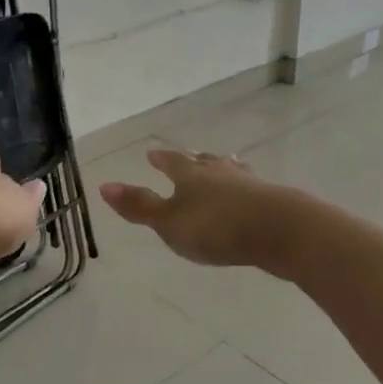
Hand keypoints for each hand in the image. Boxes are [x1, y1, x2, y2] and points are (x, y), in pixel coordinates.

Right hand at [99, 149, 295, 268]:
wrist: (279, 229)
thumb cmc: (216, 227)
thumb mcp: (169, 222)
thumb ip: (140, 206)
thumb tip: (104, 185)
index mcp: (192, 175)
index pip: (172, 162)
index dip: (162, 160)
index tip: (152, 154)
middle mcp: (220, 172)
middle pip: (205, 162)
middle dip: (194, 160)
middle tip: (189, 156)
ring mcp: (249, 184)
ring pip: (231, 170)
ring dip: (222, 169)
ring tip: (222, 164)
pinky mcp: (272, 200)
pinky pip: (251, 188)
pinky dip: (244, 189)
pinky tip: (249, 194)